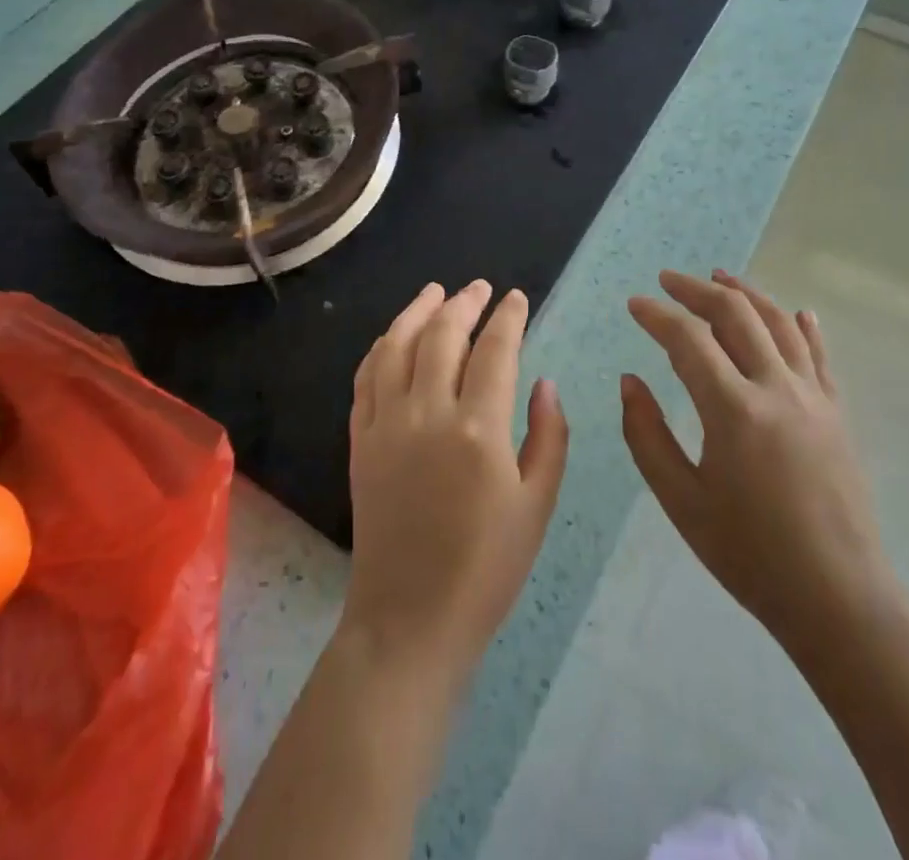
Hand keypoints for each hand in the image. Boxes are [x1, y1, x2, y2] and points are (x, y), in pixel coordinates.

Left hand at [343, 281, 569, 679]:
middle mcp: (427, 414)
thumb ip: (548, 436)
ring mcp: (386, 424)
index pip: (495, 350)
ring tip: (434, 291)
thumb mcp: (537, 505)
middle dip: (464, 302)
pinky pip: (366, 378)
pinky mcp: (360, 441)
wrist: (410, 619)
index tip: (517, 297)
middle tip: (480, 287)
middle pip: (443, 335)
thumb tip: (544, 382)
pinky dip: (381, 347)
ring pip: (397, 346)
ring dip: (417, 311)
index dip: (508, 317)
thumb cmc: (486, 568)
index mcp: (478, 430)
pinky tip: (394, 336)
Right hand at [621, 270, 899, 674]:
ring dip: (746, 293)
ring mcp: (814, 397)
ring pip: (779, 324)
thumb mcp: (681, 501)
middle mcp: (777, 389)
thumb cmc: (749, 555)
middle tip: (668, 280)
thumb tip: (630, 381)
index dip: (657, 315)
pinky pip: (819, 355)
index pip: (689, 339)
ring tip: (719, 276)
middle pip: (736, 315)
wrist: (839, 600)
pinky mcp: (838, 413)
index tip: (635, 304)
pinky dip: (801, 326)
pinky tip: (794, 311)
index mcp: (734, 410)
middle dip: (697, 290)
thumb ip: (646, 435)